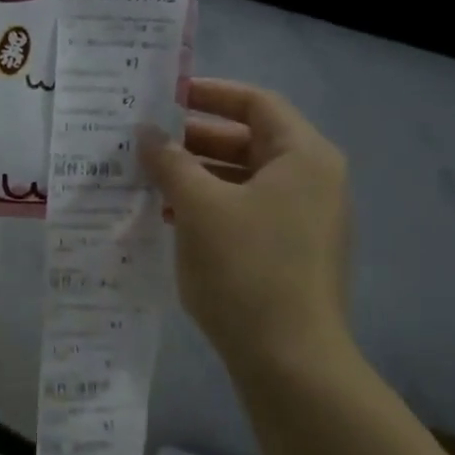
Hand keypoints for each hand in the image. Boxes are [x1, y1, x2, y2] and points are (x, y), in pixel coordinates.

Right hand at [140, 81, 350, 370]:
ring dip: (194, 174)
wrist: (290, 360)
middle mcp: (311, 181)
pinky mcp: (288, 253)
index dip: (209, 93)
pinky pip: (243, 212)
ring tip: (144, 178)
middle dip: (193, 138)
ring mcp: (303, 220)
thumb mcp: (199, 206)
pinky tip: (167, 216)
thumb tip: (146, 132)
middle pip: (248, 141)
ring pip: (241, 179)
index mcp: (303, 157)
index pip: (256, 103)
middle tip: (143, 140)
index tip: (163, 96)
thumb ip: (170, 161)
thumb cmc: (247, 268)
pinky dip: (207, 206)